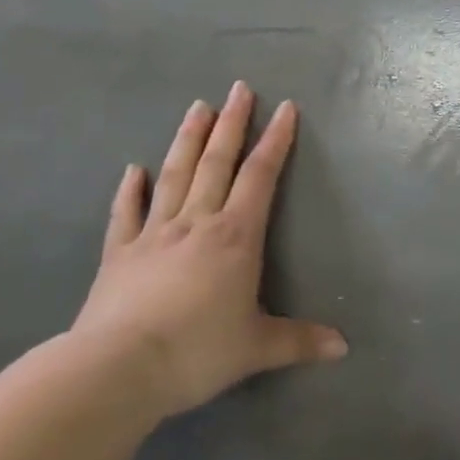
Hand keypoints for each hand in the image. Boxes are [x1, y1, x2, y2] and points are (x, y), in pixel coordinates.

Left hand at [70, 83, 346, 419]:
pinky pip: (125, 214)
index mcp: (235, 235)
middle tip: (239, 87)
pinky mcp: (117, 255)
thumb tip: (344, 347)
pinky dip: (129, 190)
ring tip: (198, 106)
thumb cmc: (196, 351)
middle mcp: (197, 222)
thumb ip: (299, 341)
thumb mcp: (256, 348)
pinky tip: (133, 169)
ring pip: (175, 175)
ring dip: (188, 139)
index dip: (275, 140)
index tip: (285, 107)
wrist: (115, 371)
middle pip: (217, 162)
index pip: (260, 175)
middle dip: (232, 123)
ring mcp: (154, 234)